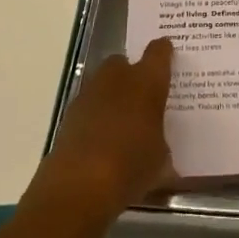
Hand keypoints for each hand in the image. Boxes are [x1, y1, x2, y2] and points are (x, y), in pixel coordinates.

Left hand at [30, 38, 174, 220]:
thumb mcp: (161, 160)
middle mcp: (117, 78)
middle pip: (124, 62)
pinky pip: (89, 105)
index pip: (159, 52)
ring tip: (121, 120)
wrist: (79, 185)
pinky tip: (102, 138)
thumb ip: (161, 142)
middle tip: (143, 95)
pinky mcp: (69, 114)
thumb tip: (158, 144)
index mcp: (147, 81)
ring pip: (103, 82)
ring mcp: (89, 93)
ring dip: (112, 94)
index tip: (169, 57)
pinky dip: (95, 115)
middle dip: (132, 74)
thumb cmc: (131, 166)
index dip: (164, 53)